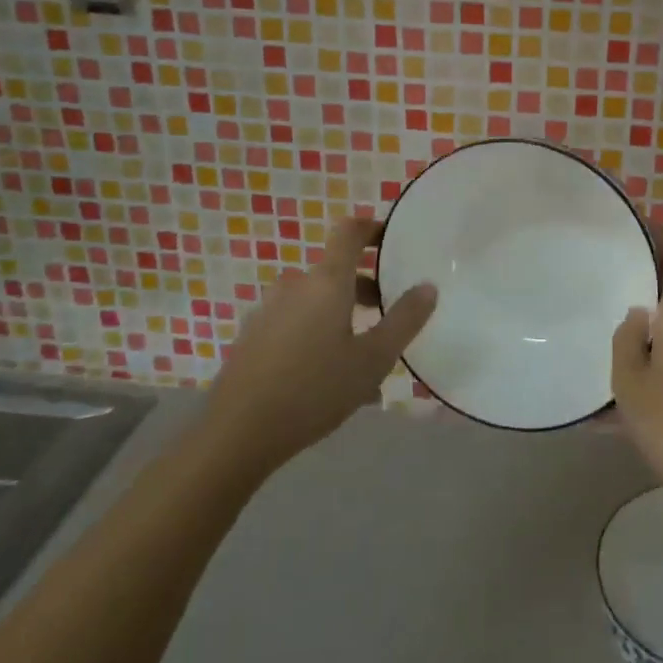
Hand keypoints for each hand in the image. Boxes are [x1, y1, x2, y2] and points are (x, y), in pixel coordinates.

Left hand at [205, 217, 437, 472]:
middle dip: (365, 289)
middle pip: (336, 272)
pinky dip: (317, 336)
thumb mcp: (373, 359)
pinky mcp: (252, 337)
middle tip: (388, 318)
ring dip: (342, 317)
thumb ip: (404, 319)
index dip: (372, 228)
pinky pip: (295, 324)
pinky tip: (328, 379)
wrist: (235, 435)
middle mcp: (295, 286)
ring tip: (362, 360)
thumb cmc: (314, 390)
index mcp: (326, 281)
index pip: (349, 231)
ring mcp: (268, 311)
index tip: (392, 241)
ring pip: (316, 302)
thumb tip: (427, 286)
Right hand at [611, 223, 662, 508]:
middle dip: (642, 301)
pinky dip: (653, 376)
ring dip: (644, 346)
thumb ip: (627, 338)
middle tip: (606, 299)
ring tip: (606, 361)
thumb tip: (638, 316)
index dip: (660, 239)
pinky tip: (619, 412)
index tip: (642, 222)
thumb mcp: (630, 379)